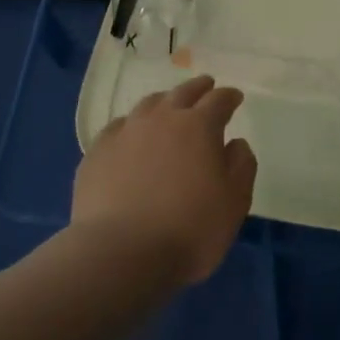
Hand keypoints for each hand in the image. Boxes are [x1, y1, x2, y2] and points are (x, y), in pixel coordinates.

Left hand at [71, 74, 257, 283]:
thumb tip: (235, 143)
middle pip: (183, 92)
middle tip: (206, 86)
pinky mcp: (98, 152)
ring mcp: (126, 132)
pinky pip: (118, 127)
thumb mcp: (234, 203)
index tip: (235, 97)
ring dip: (164, 102)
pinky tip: (130, 136)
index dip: (229, 97)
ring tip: (168, 107)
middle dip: (198, 88)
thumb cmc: (189, 230)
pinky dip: (131, 126)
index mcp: (199, 126)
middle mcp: (162, 118)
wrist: (120, 253)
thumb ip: (241, 166)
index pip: (219, 100)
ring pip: (148, 104)